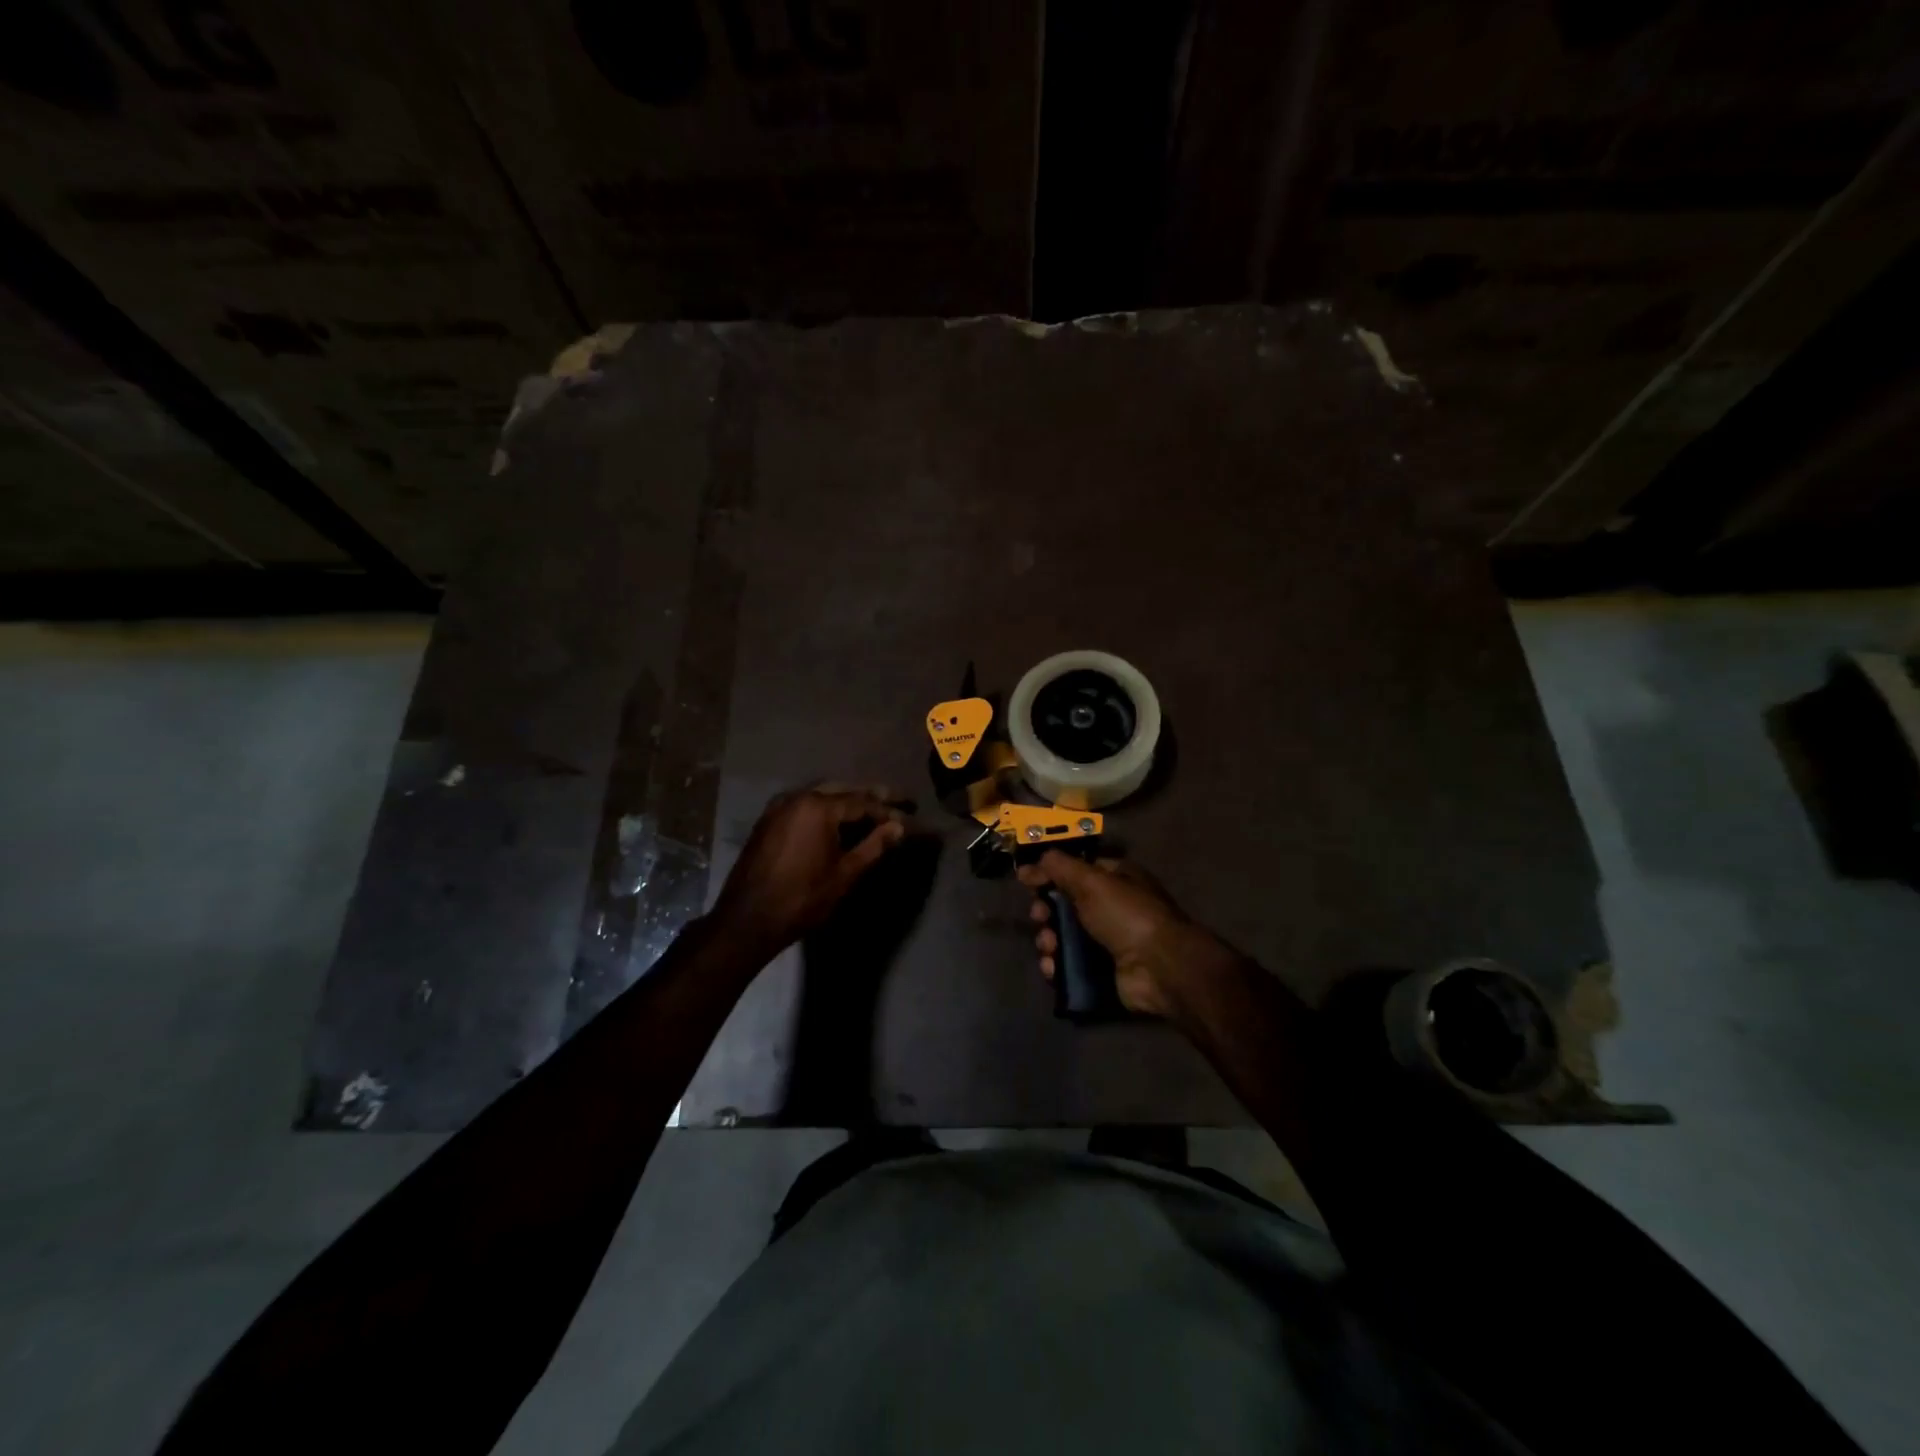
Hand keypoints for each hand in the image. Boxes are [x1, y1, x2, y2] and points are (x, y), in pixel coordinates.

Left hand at [708, 784, 908, 956]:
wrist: (747, 920)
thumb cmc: (802, 899)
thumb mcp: (845, 874)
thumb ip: (874, 846)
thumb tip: (900, 827)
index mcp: (818, 807)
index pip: (862, 802)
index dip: (888, 810)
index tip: (909, 815)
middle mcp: (797, 797)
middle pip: (842, 791)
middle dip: (870, 797)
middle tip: (897, 802)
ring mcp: (779, 807)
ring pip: (822, 795)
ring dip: (847, 801)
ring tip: (872, 811)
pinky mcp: (768, 821)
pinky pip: (804, 805)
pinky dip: (825, 809)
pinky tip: (838, 821)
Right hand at [1017, 852, 1222, 1018]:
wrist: (1159, 968)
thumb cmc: (1127, 914)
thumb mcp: (1092, 880)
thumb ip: (1059, 867)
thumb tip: (1031, 862)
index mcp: (1115, 878)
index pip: (1075, 870)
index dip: (1050, 874)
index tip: (1026, 881)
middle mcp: (1110, 907)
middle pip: (1064, 905)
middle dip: (1045, 912)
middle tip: (1040, 918)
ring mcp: (1106, 942)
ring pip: (1062, 937)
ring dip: (1048, 941)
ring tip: (1050, 947)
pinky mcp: (1101, 971)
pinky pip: (1068, 965)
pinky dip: (1056, 966)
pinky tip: (1053, 968)